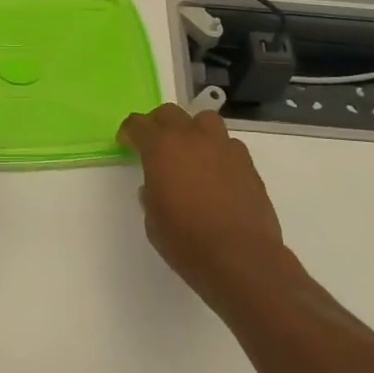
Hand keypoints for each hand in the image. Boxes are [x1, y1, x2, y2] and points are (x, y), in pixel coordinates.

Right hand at [119, 104, 291, 314]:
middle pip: (170, 113)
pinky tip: (216, 173)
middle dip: (157, 124)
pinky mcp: (247, 164)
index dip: (129, 132)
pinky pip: (228, 144)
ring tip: (190, 151)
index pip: (138, 124)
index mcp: (162, 147)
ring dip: (192, 130)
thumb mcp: (153, 219)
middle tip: (154, 144)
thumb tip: (156, 185)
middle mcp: (192, 138)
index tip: (126, 143)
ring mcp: (224, 148)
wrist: (241, 259)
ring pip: (204, 120)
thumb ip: (151, 193)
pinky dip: (217, 151)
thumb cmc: (187, 241)